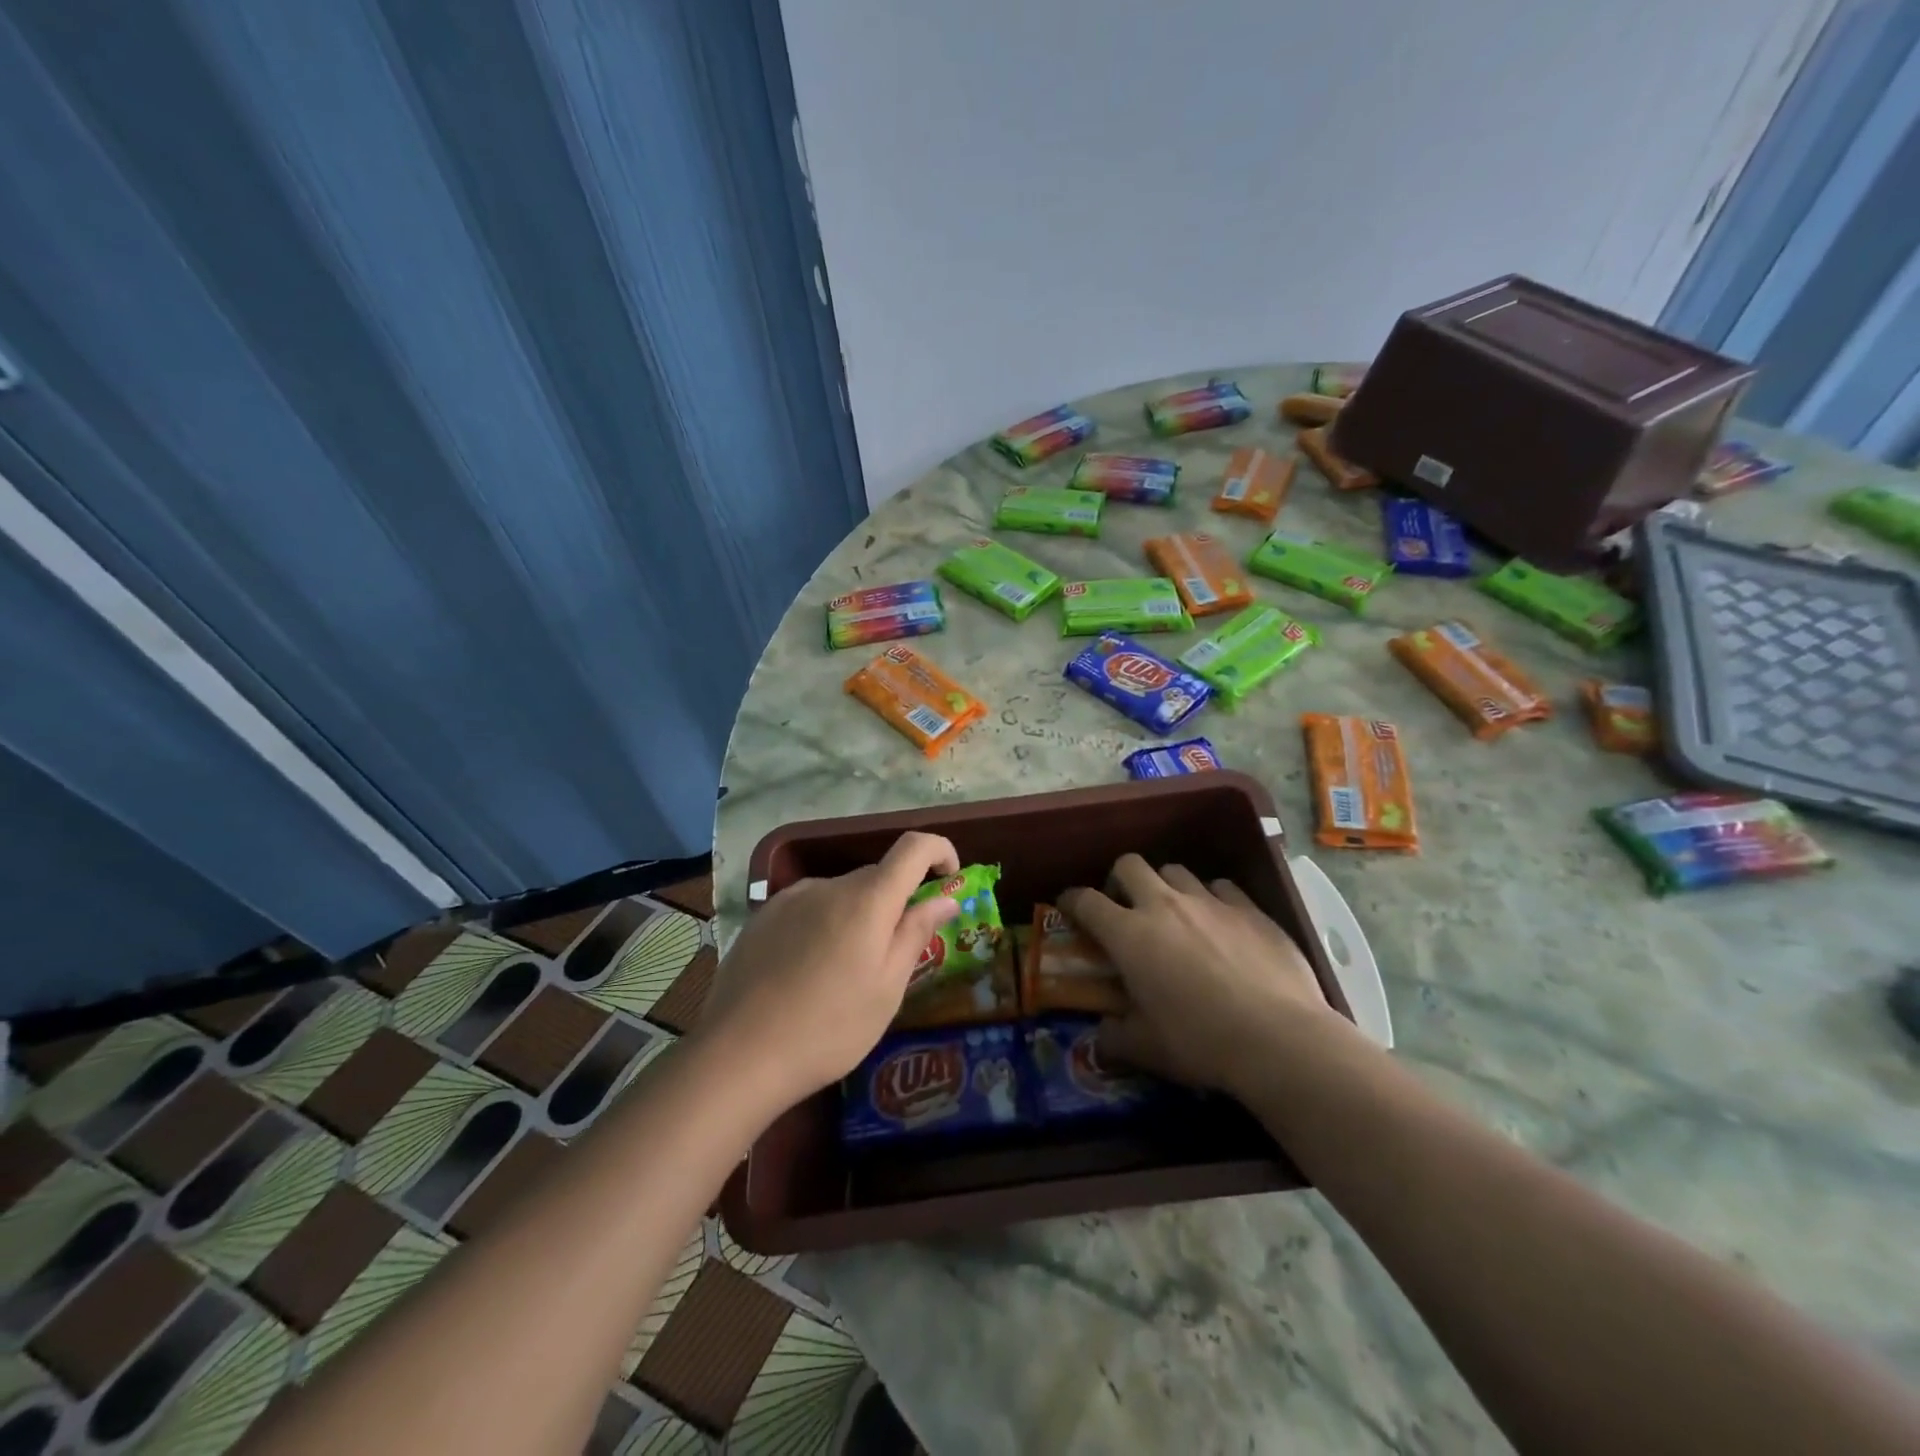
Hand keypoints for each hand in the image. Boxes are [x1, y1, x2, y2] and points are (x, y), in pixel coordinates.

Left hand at [700, 832, 962, 1107]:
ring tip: (844, 974)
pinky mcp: (762, 917)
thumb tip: (945, 898)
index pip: (914, 847)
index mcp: (866, 899)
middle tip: (895, 956)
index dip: (939, 851)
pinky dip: (824, 926)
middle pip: (877, 876)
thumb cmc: (829, 1028)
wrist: (738, 1055)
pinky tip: (808, 973)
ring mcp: (789, 899)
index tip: (949, 878)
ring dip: (857, 917)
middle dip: (896, 902)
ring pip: (841, 895)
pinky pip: (809, 908)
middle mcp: (828, 885)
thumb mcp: (887, 989)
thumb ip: (916, 933)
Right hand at [1059, 855, 1342, 1095]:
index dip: (1071, 900)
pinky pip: (1221, 887)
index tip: (1068, 907)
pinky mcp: (1251, 909)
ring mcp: (1210, 902)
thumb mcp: (1146, 1049)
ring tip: (1174, 914)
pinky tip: (1220, 923)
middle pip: (1129, 865)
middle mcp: (1164, 905)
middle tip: (1124, 907)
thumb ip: (1114, 1037)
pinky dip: (1212, 899)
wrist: (1280, 1040)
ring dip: (1165, 887)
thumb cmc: (1200, 1042)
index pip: (1086, 900)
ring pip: (1175, 870)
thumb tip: (1101, 1036)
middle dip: (1118, 880)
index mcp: (1129, 934)